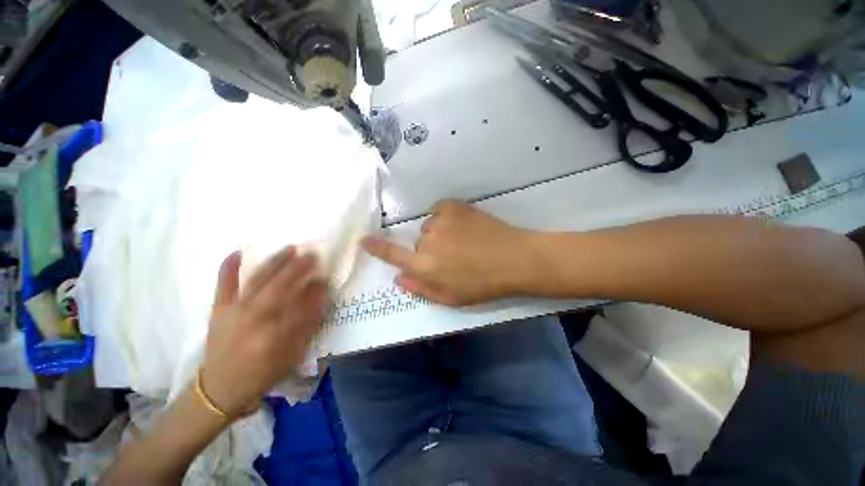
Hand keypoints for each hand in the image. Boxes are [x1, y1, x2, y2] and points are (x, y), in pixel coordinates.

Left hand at [200, 247, 327, 417]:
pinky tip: (236, 252)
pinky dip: (228, 268)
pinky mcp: (218, 310)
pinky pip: (223, 285)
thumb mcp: (291, 355)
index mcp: (274, 336)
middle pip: (280, 288)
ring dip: (275, 263)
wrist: (219, 388)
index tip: (325, 278)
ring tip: (290, 249)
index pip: (301, 306)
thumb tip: (320, 297)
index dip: (315, 290)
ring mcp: (234, 312)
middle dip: (298, 269)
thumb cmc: (261, 374)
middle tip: (313, 255)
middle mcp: (254, 320)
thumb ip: (307, 326)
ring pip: (257, 281)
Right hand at [363, 200, 539, 305]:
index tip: (364, 240)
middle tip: (454, 257)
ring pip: (429, 227)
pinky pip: (439, 211)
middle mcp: (427, 242)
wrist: (514, 258)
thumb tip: (399, 278)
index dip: (377, 248)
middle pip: (418, 242)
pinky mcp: (453, 206)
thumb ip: (421, 289)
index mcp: (425, 266)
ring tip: (463, 241)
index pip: (394, 255)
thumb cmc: (483, 284)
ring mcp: (440, 220)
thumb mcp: (451, 298)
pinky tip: (464, 226)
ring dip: (440, 234)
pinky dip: (446, 218)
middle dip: (430, 250)